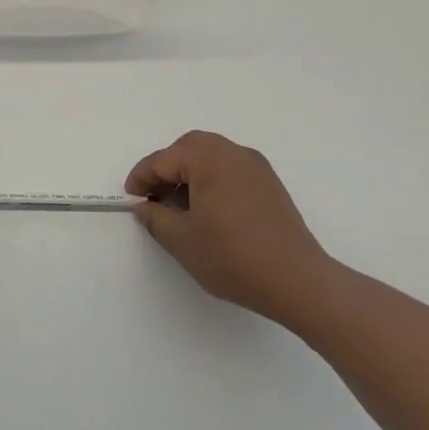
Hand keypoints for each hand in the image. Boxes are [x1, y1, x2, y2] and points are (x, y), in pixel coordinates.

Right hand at [126, 130, 337, 326]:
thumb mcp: (182, 240)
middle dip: (167, 168)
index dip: (142, 178)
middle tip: (154, 197)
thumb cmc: (232, 256)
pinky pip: (231, 170)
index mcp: (209, 159)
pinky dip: (212, 181)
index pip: (164, 159)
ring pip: (212, 157)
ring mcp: (256, 168)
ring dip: (190, 174)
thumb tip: (144, 206)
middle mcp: (234, 153)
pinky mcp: (270, 185)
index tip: (131, 198)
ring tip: (179, 207)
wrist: (297, 281)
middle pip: (190, 149)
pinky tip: (208, 212)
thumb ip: (156, 218)